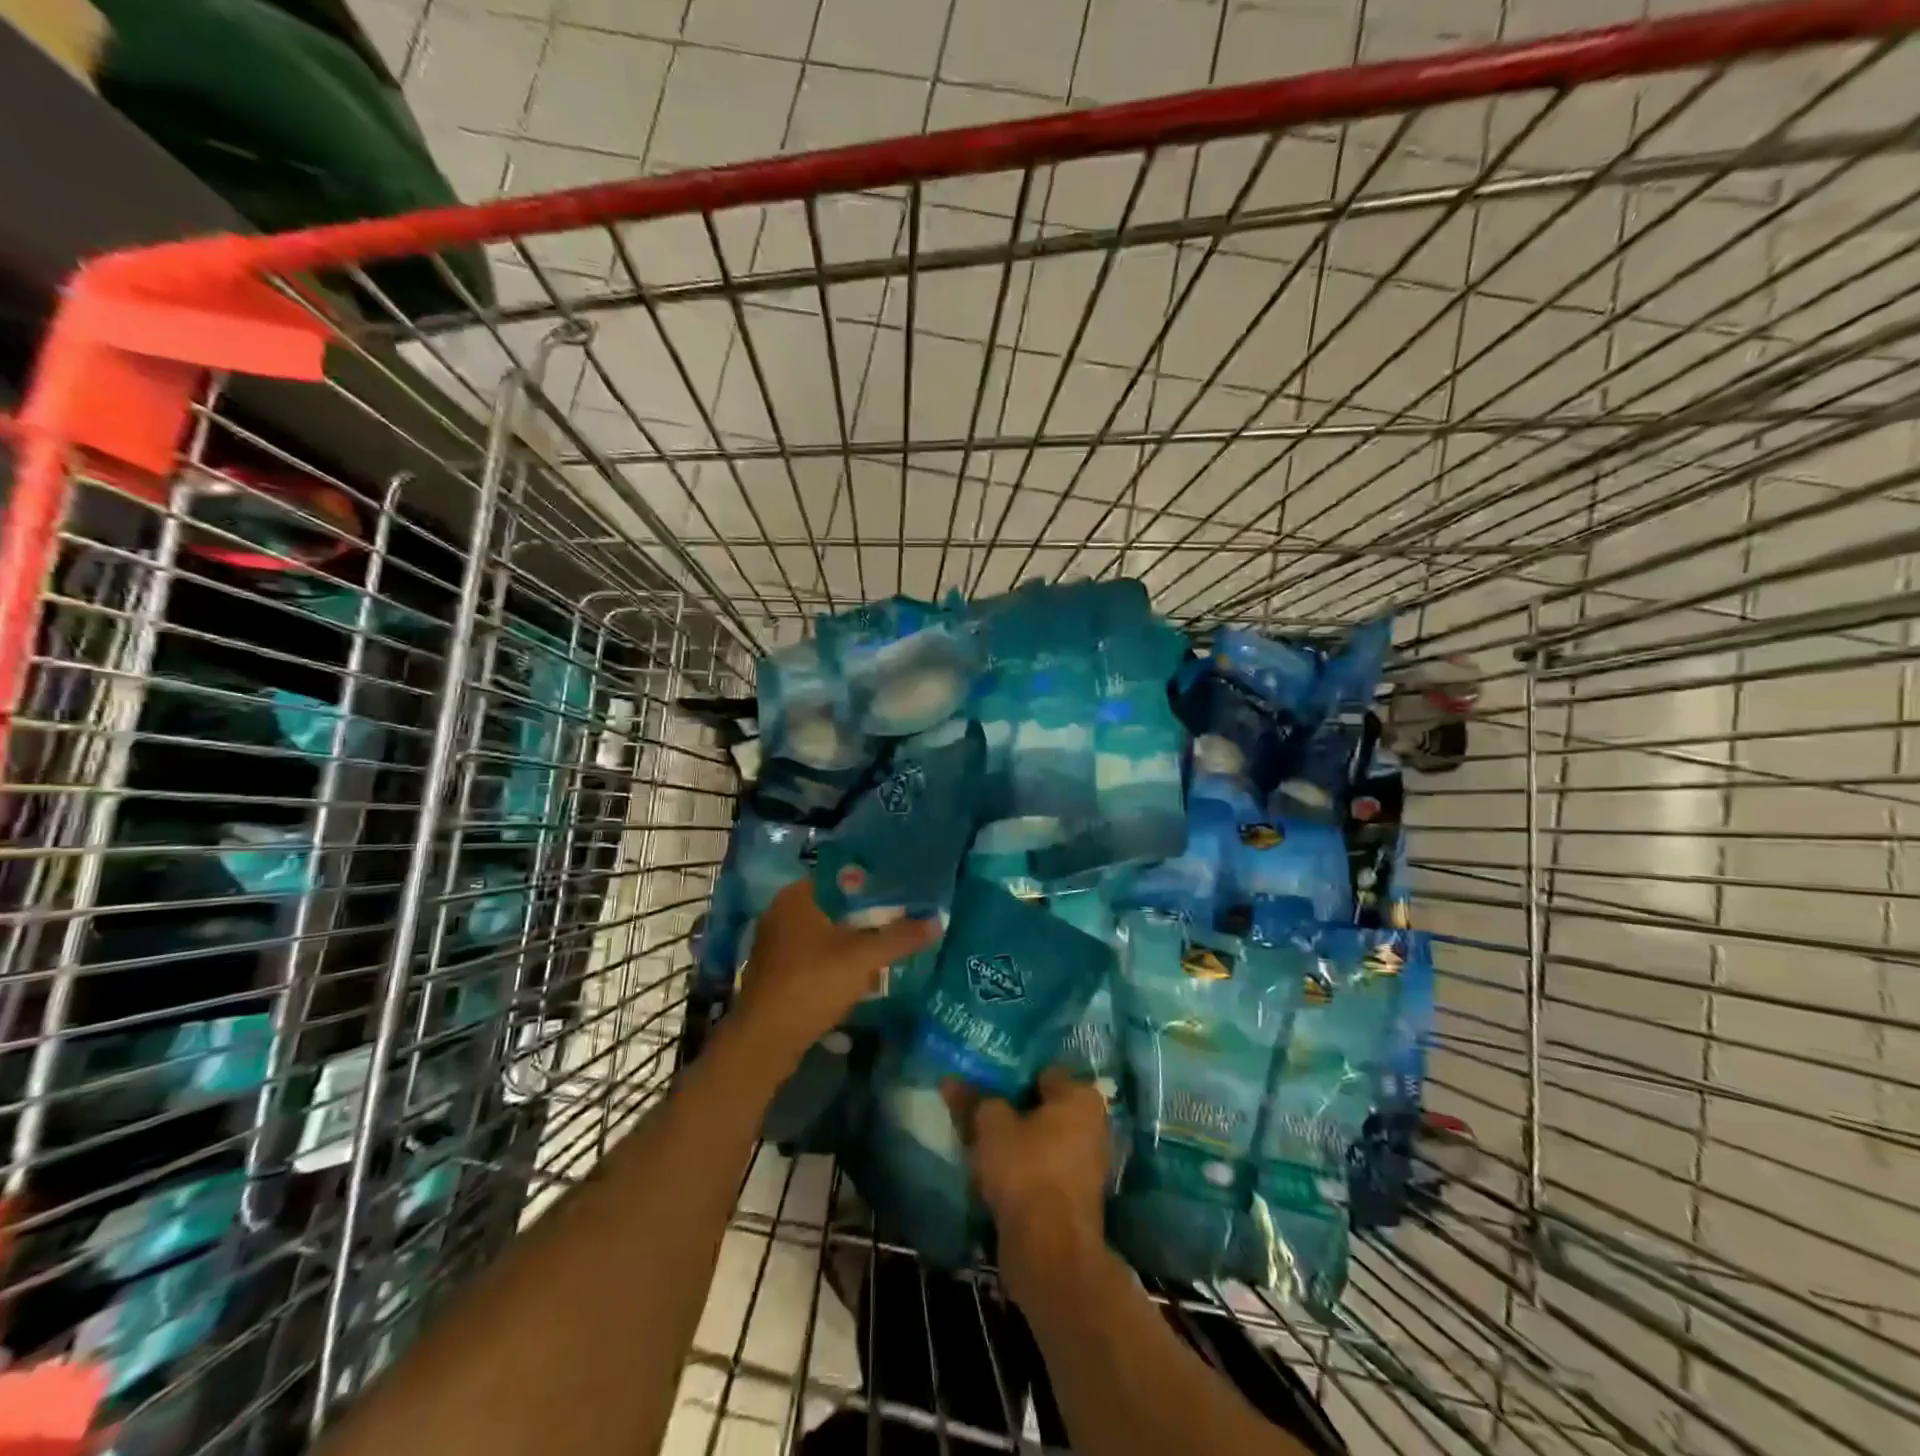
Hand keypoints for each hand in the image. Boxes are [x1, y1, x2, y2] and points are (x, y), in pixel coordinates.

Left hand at [731, 880, 937, 1067]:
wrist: (766, 1040)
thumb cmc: (812, 984)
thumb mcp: (863, 958)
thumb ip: (900, 937)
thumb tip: (937, 921)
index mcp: (796, 897)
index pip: (840, 876)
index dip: (872, 882)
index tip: (901, 890)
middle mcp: (781, 913)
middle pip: (833, 905)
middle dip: (865, 913)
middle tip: (901, 917)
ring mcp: (775, 944)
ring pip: (823, 932)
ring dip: (851, 939)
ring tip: (886, 943)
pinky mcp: (776, 972)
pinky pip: (813, 955)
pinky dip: (836, 959)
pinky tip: (859, 972)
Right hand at [946, 1068, 1110, 1300]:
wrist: (1050, 1250)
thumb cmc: (1026, 1170)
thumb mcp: (991, 1126)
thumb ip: (974, 1100)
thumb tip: (950, 1079)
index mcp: (1081, 1097)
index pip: (1042, 1072)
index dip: (1011, 1074)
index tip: (983, 1079)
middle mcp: (1092, 1125)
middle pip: (1043, 1107)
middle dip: (1012, 1108)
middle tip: (977, 1107)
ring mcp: (1087, 1164)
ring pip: (1041, 1140)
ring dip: (1015, 1140)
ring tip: (977, 1139)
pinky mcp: (1074, 1197)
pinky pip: (1042, 1169)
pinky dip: (1021, 1168)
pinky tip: (992, 1170)